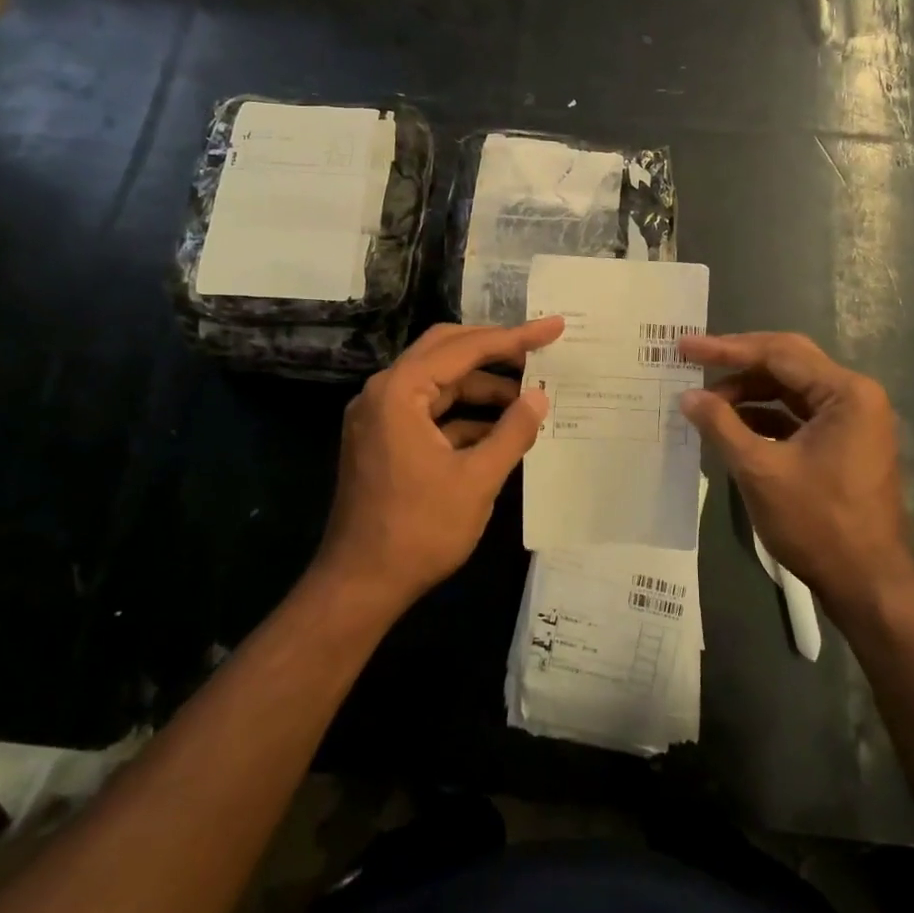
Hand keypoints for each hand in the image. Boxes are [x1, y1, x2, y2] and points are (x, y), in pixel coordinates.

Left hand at [315, 317, 562, 613]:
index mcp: (400, 391)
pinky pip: (428, 411)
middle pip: (445, 351)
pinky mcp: (383, 440)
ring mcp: (379, 417)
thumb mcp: (477, 480)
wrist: (360, 585)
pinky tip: (499, 429)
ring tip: (528, 397)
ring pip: (438, 382)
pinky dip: (463, 414)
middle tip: (538, 350)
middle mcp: (384, 393)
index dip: (515, 337)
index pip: (465, 348)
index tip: (553, 327)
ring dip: (481, 386)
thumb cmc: (419, 530)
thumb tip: (540, 398)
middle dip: (494, 349)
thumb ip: (512, 431)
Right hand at [678, 332, 913, 618]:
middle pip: (787, 362)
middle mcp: (855, 396)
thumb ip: (721, 425)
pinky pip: (798, 414)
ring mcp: (853, 420)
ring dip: (749, 391)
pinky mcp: (844, 442)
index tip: (686, 347)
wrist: (867, 584)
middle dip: (738, 362)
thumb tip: (688, 396)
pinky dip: (764, 415)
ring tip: (707, 402)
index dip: (727, 349)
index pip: (778, 354)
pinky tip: (732, 424)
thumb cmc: (817, 523)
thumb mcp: (760, 471)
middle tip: (694, 359)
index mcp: (846, 393)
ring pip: (791, 388)